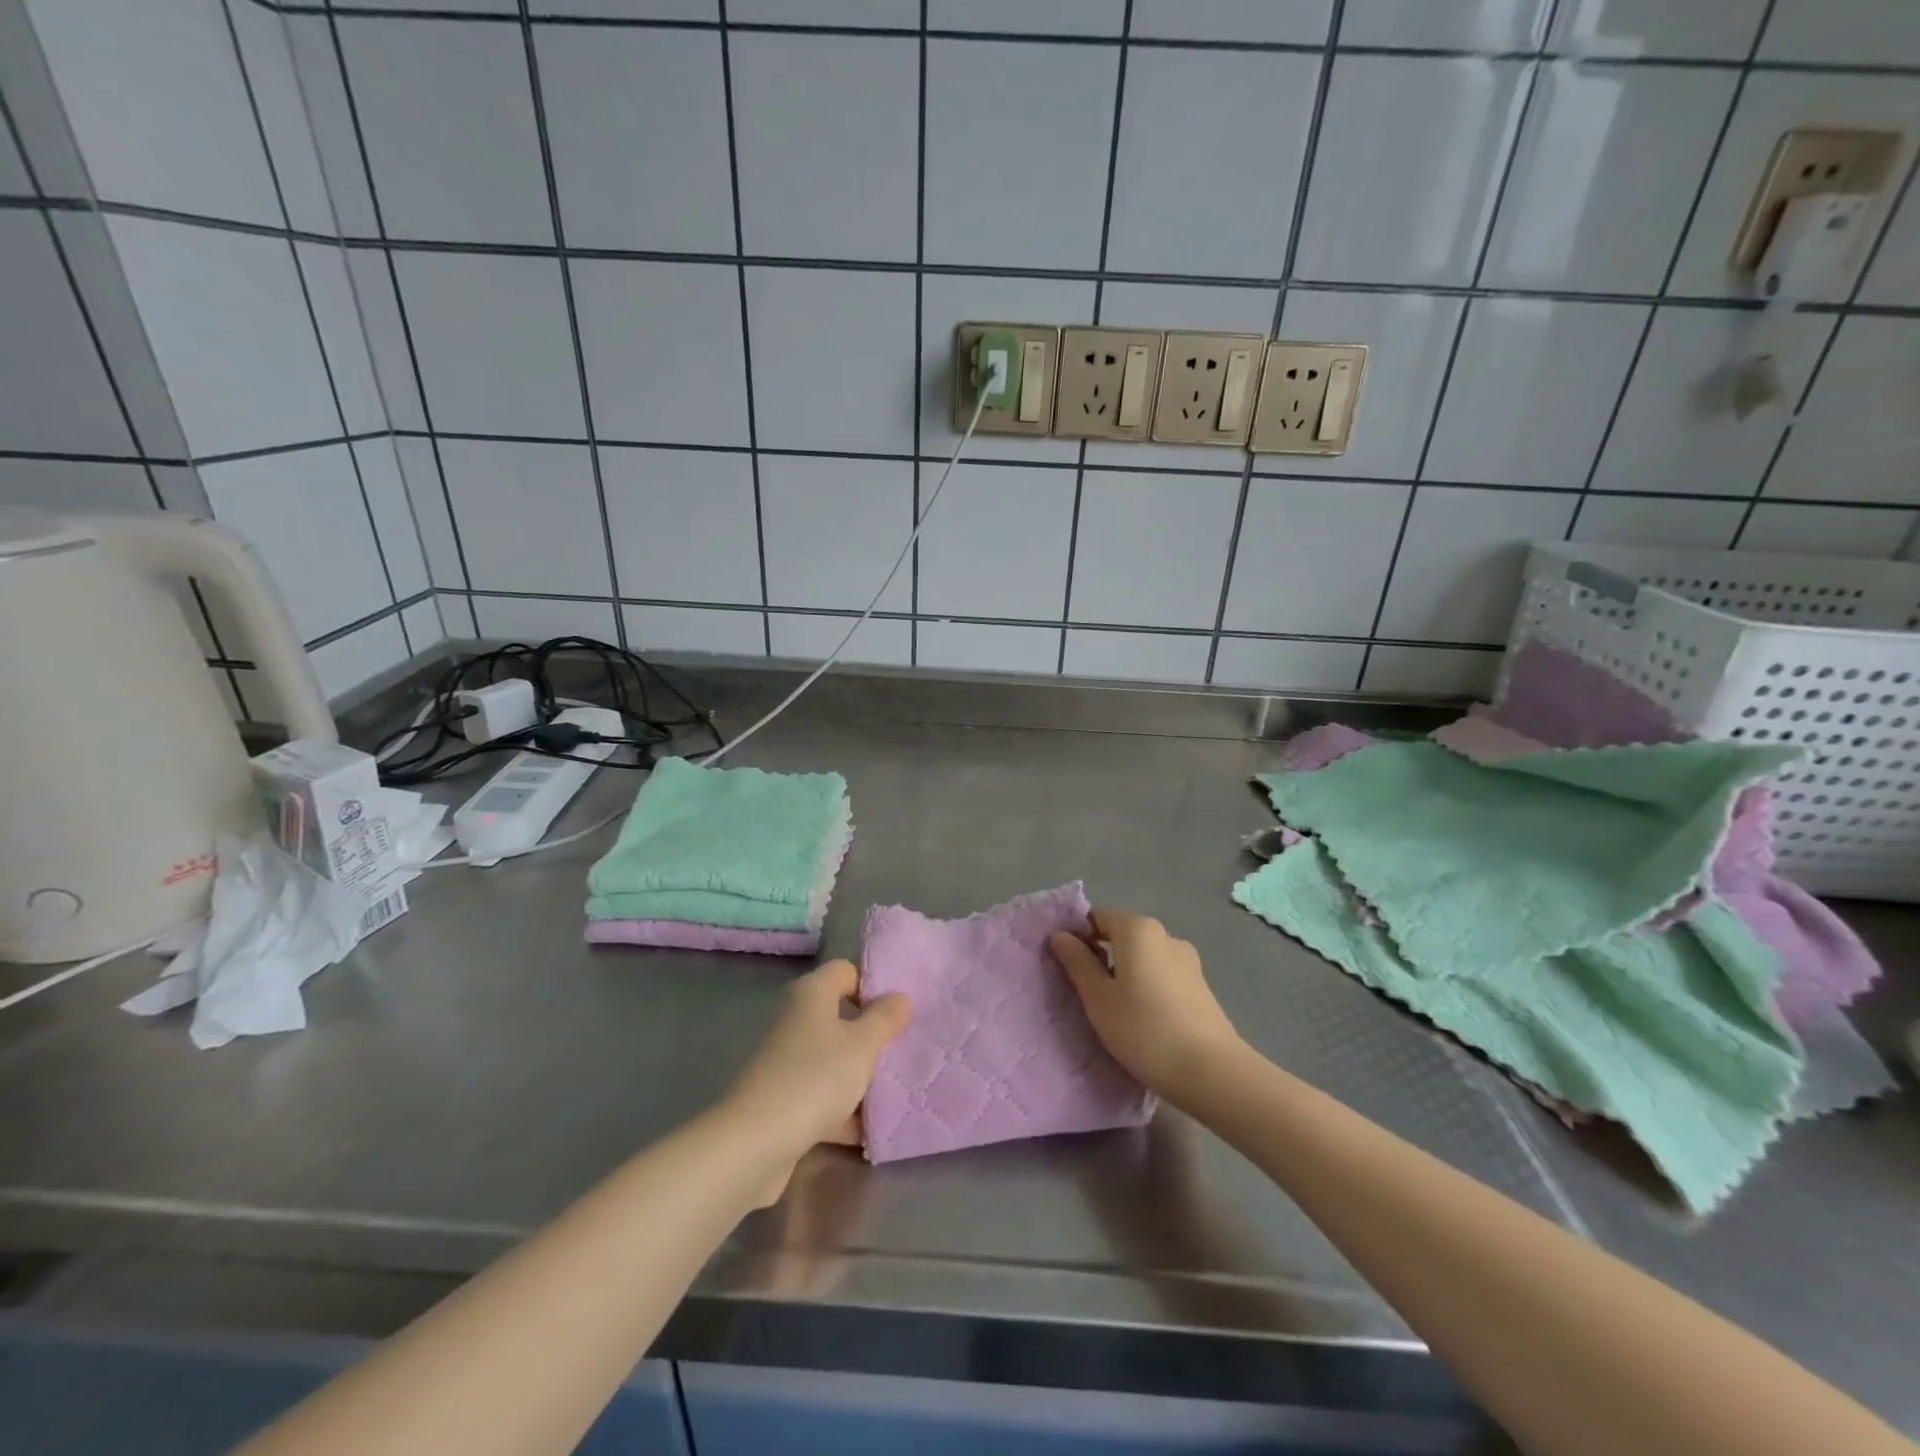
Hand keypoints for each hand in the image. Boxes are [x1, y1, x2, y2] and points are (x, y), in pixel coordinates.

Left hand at [723, 961, 910, 1168]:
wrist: (755, 1144)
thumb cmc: (815, 1077)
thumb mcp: (863, 1044)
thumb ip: (885, 1018)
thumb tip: (899, 997)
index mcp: (811, 994)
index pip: (847, 971)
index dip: (874, 984)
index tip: (901, 1009)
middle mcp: (796, 1020)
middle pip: (842, 1017)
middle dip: (873, 1035)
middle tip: (906, 1048)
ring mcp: (788, 1061)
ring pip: (834, 1059)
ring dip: (861, 1076)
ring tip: (898, 1090)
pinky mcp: (784, 1100)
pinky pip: (823, 1096)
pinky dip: (844, 1110)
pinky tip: (872, 1130)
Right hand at [1049, 909, 1241, 1103]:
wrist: (1211, 1072)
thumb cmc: (1143, 1029)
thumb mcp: (1098, 998)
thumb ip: (1077, 962)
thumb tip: (1060, 935)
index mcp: (1138, 929)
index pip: (1097, 917)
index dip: (1079, 937)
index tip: (1069, 969)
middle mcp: (1165, 935)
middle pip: (1122, 935)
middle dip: (1102, 956)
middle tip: (1087, 994)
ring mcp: (1187, 960)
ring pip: (1143, 957)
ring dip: (1126, 974)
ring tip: (1116, 1011)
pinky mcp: (1200, 986)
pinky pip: (1162, 975)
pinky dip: (1147, 987)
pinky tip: (1144, 1019)